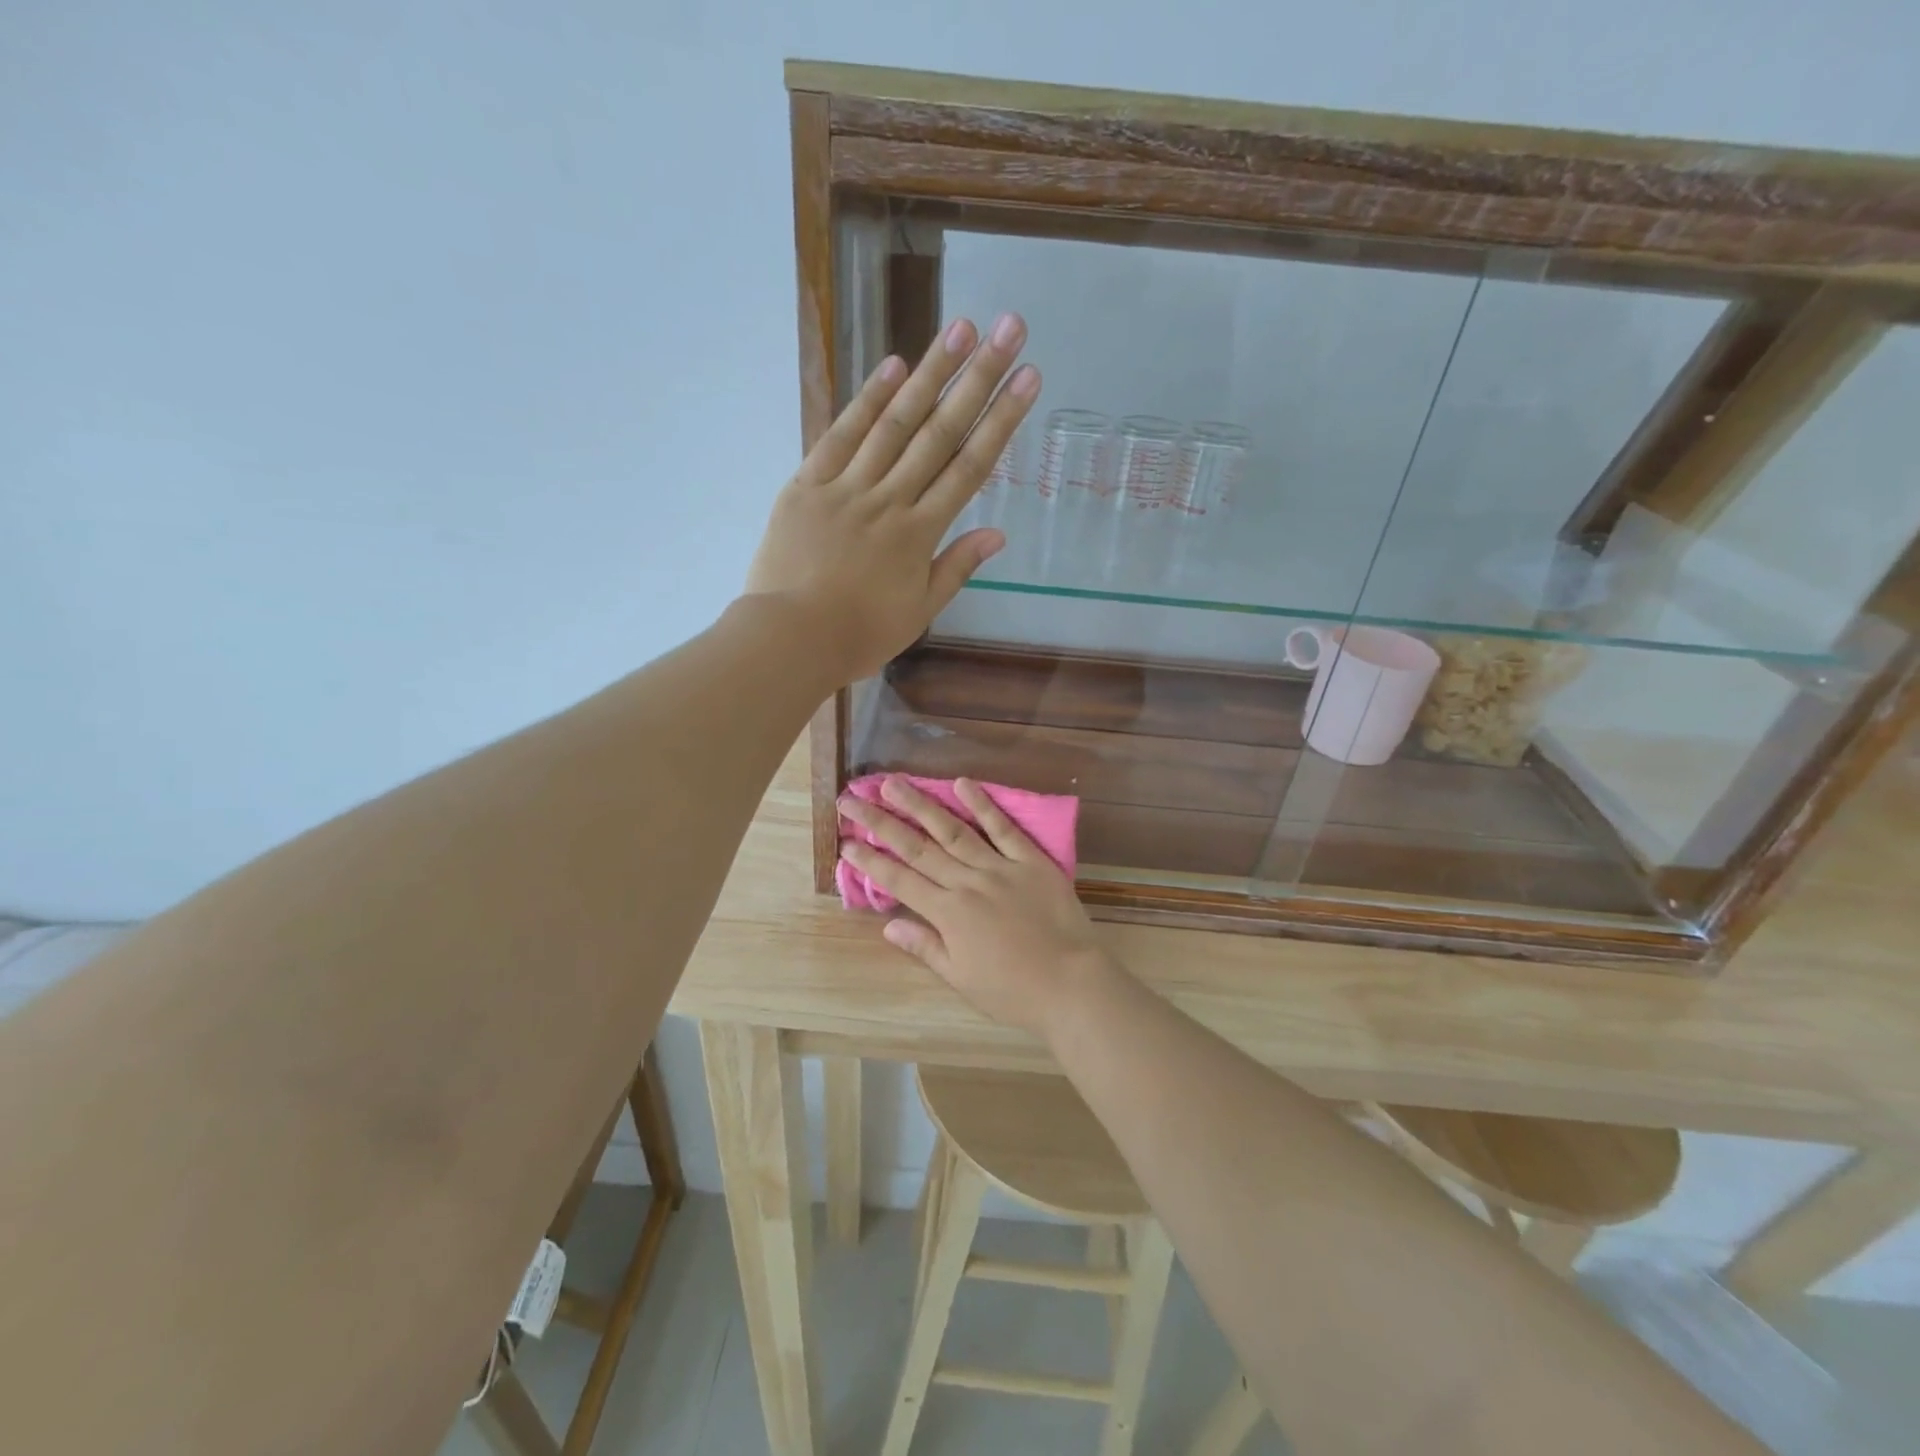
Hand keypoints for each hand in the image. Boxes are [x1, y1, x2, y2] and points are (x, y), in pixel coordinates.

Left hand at [745, 315, 1039, 683]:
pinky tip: (894, 365)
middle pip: (940, 431)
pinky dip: (866, 399)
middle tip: (1009, 330)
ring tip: (962, 327)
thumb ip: (955, 568)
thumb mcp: (918, 612)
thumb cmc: (859, 634)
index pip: (970, 467)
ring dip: (930, 372)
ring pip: (894, 422)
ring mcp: (847, 486)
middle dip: (978, 378)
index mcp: (919, 533)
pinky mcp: (808, 483)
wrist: (790, 637)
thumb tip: (997, 534)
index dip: (1002, 420)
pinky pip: (841, 435)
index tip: (1029, 379)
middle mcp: (889, 499)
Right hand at [837, 775, 1117, 1039]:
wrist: (1072, 984)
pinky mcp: (1031, 860)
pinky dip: (982, 805)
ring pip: (952, 829)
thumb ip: (925, 946)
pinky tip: (961, 783)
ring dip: (920, 805)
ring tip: (892, 783)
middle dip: (880, 823)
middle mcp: (967, 882)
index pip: (899, 880)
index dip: (869, 861)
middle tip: (851, 800)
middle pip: (916, 848)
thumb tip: (888, 927)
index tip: (845, 842)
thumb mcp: (962, 978)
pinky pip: (1003, 828)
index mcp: (948, 913)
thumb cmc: (1013, 991)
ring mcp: (999, 867)